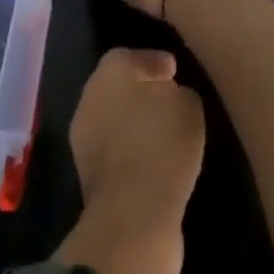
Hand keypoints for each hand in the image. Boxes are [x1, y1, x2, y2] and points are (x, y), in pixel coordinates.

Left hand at [59, 47, 205, 273]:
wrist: (133, 216)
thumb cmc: (161, 144)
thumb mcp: (188, 106)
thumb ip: (178, 94)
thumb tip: (170, 99)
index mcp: (109, 74)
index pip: (127, 57)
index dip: (152, 61)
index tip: (174, 71)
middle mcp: (90, 102)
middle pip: (117, 88)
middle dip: (142, 92)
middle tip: (171, 99)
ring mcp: (85, 144)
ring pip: (115, 122)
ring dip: (137, 125)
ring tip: (169, 133)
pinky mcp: (90, 181)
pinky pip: (117, 155)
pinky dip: (135, 154)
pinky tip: (159, 162)